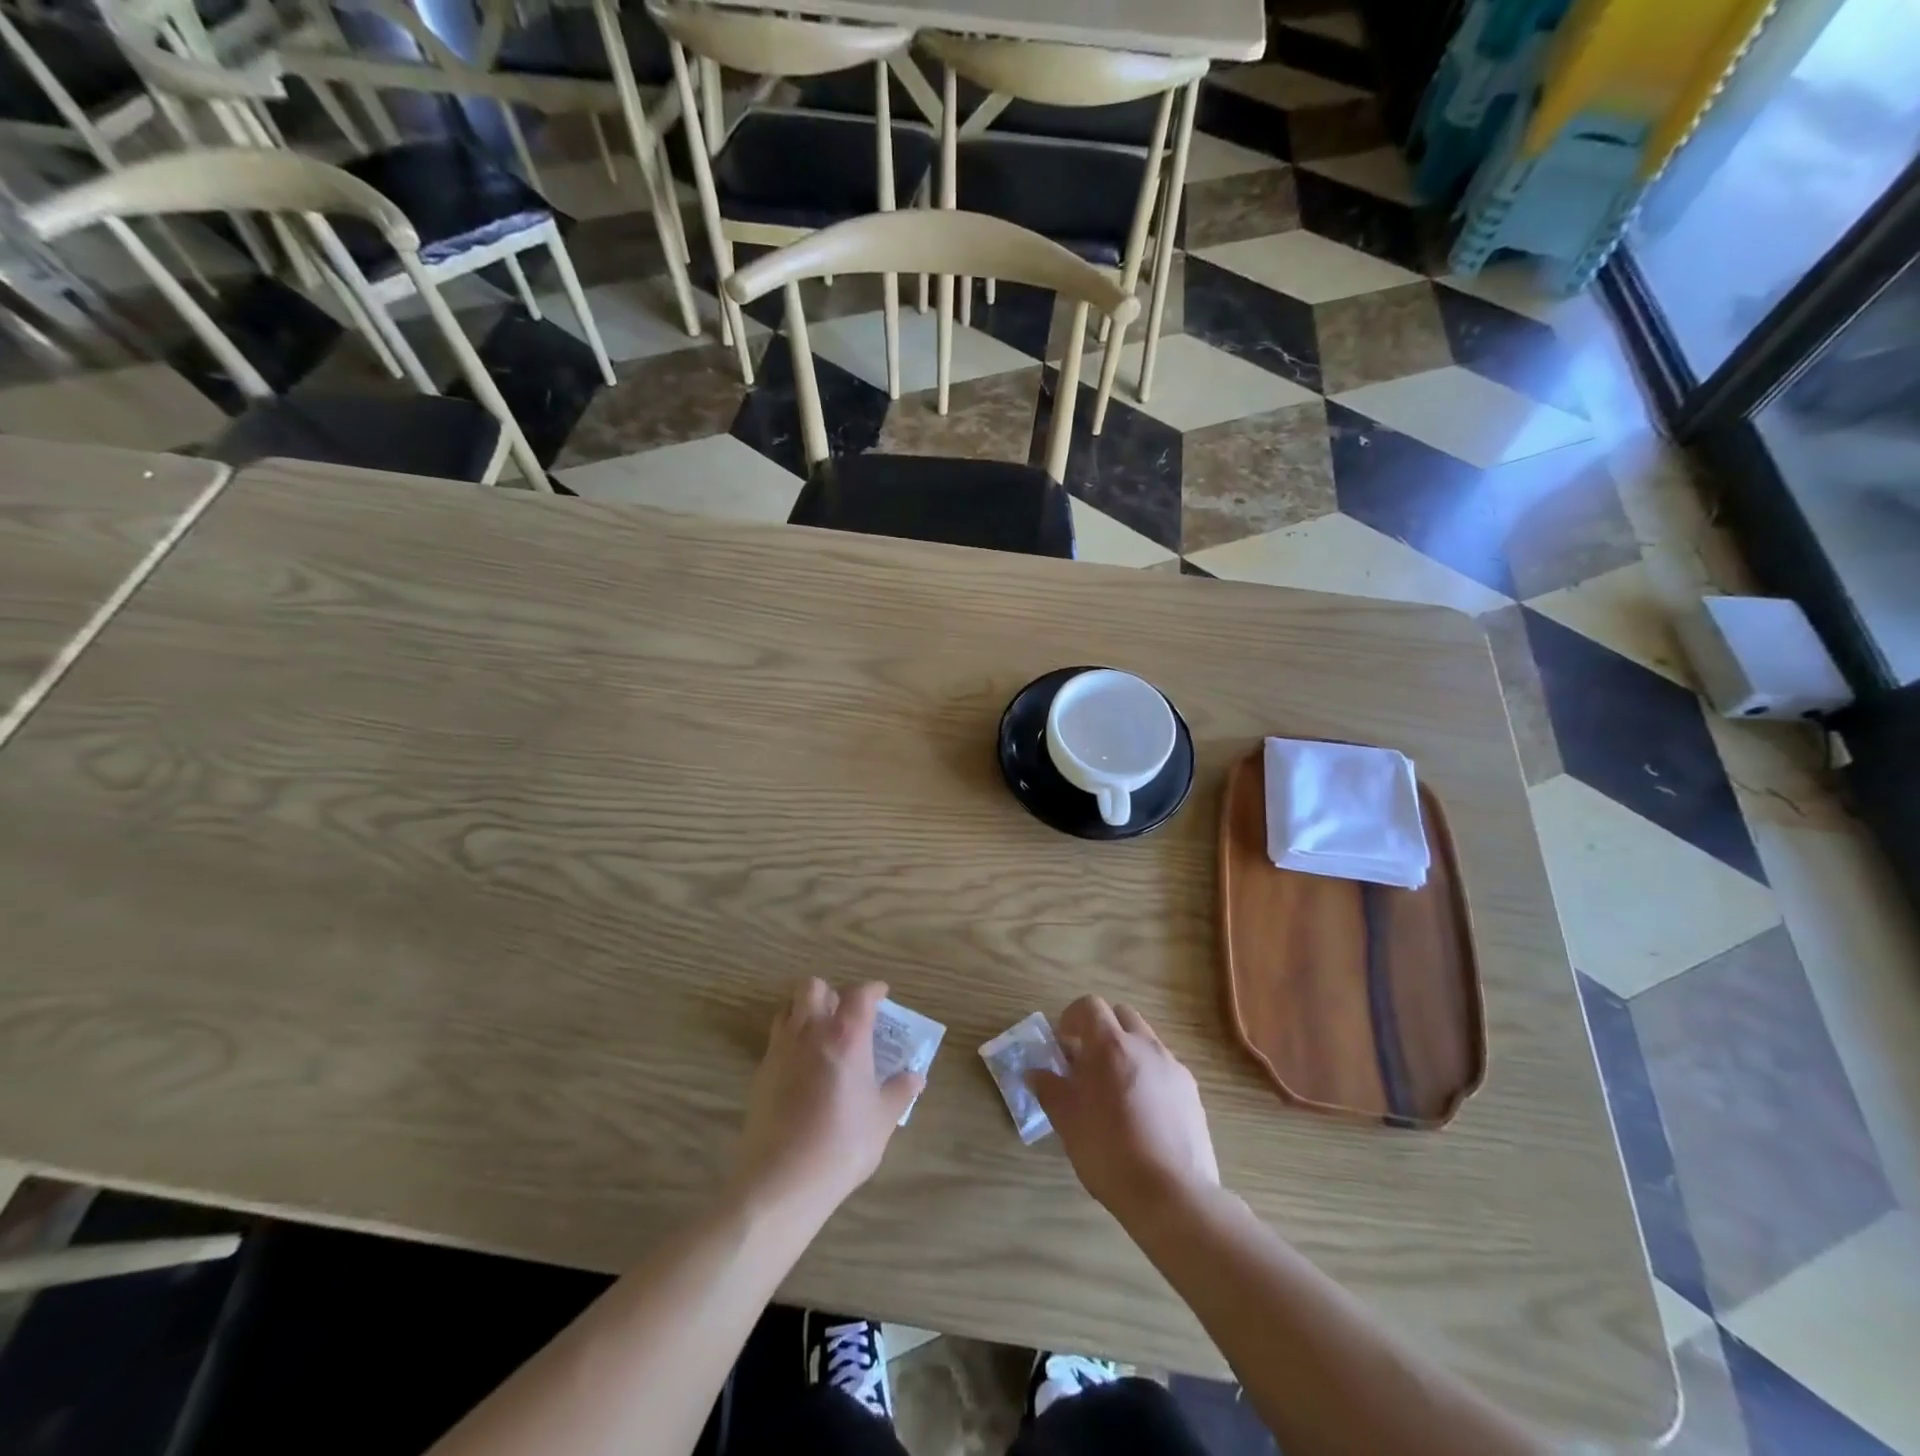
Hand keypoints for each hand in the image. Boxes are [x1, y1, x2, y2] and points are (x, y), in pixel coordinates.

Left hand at [730, 978, 922, 1223]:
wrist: (780, 1180)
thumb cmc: (841, 1146)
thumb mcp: (882, 1121)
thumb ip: (899, 1092)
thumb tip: (915, 1077)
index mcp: (846, 1037)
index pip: (860, 994)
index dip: (873, 989)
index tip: (882, 995)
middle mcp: (811, 1032)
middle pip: (813, 987)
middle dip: (831, 992)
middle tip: (845, 1014)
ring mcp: (781, 1050)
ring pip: (788, 1007)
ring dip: (805, 1011)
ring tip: (821, 1034)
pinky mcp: (761, 1072)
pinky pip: (777, 1039)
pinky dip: (791, 1041)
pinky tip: (802, 1068)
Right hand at [1028, 996, 1219, 1223]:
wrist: (1173, 1196)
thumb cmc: (1110, 1154)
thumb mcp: (1068, 1123)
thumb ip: (1050, 1090)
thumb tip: (1034, 1073)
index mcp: (1110, 1045)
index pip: (1089, 1006)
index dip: (1072, 1018)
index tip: (1064, 1044)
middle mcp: (1144, 1045)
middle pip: (1121, 1015)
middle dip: (1102, 1029)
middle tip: (1088, 1062)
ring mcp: (1172, 1066)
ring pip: (1145, 1040)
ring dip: (1126, 1051)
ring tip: (1115, 1090)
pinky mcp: (1191, 1091)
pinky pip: (1164, 1067)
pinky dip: (1148, 1075)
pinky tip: (1142, 1113)